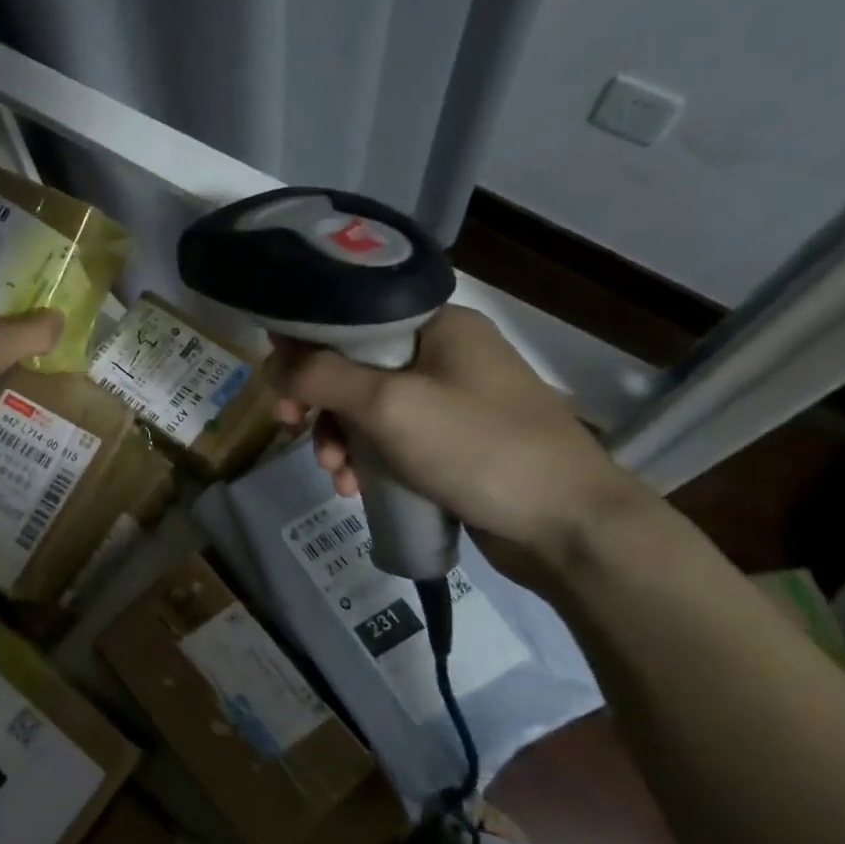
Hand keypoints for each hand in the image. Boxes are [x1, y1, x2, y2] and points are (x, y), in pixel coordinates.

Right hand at [267, 306, 648, 577]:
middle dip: (319, 403)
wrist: (570, 526)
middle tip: (291, 429)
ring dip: (340, 439)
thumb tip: (275, 364)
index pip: (351, 317)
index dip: (306, 346)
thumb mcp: (388, 406)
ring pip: (368, 408)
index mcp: (437, 325)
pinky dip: (368, 459)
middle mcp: (444, 353)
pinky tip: (357, 489)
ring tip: (337, 476)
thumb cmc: (478, 449)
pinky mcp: (454, 441)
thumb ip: (322, 377)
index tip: (279, 384)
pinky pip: (392, 438)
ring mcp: (452, 398)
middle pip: (354, 366)